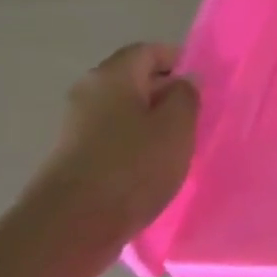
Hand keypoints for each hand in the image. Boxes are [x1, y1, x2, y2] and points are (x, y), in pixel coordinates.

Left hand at [31, 43, 198, 243]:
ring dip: (153, 121)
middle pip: (134, 80)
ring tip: (179, 145)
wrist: (72, 224)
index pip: (148, 51)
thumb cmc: (133, 166)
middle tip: (197, 116)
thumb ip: (186, 96)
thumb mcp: (177, 126)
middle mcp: (89, 92)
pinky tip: (154, 166)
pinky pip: (114, 136)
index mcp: (113, 76)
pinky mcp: (74, 155)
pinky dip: (136, 143)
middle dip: (167, 93)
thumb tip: (183, 81)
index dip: (178, 61)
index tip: (203, 85)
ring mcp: (77, 125)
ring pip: (125, 110)